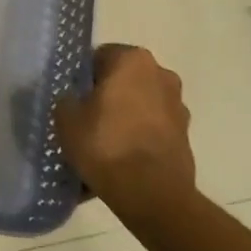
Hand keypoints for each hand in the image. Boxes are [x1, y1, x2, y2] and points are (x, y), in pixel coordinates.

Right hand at [55, 45, 197, 225]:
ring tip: (103, 145)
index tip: (72, 98)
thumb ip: (67, 100)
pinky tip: (120, 160)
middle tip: (85, 120)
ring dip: (124, 118)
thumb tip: (74, 100)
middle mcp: (161, 74)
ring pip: (139, 105)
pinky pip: (151, 130)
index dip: (82, 77)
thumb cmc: (105, 143)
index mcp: (132, 60)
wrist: (151, 193)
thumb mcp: (65, 118)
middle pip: (123, 80)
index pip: (99, 57)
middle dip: (106, 96)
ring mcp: (177, 106)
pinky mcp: (185, 135)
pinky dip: (137, 139)